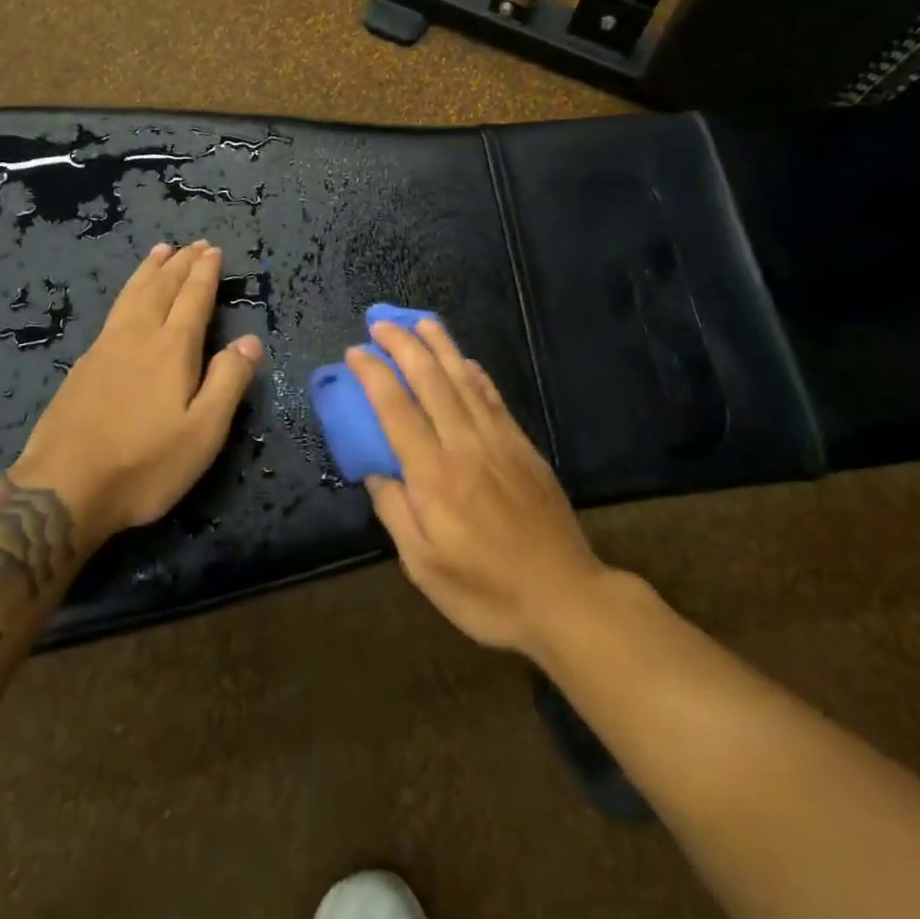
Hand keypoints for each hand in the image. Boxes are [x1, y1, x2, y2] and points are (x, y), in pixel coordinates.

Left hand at [12, 241, 262, 542]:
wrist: (63, 490)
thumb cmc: (144, 464)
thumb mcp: (203, 432)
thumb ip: (228, 381)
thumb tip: (250, 340)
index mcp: (171, 349)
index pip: (193, 299)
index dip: (205, 273)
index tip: (213, 250)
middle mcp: (138, 337)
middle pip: (161, 288)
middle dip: (181, 264)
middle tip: (194, 244)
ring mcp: (105, 349)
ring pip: (132, 295)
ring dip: (150, 270)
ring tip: (161, 251)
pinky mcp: (83, 366)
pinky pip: (114, 311)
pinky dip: (129, 291)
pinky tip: (128, 299)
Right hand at [351, 319, 607, 657]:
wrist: (565, 597)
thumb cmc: (485, 592)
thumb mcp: (423, 566)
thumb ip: (395, 511)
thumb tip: (374, 470)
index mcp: (434, 477)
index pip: (396, 409)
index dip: (373, 375)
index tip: (355, 352)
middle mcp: (465, 446)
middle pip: (431, 381)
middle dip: (403, 345)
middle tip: (381, 323)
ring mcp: (499, 442)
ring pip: (465, 380)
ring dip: (440, 346)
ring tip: (420, 320)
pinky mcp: (524, 447)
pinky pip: (494, 398)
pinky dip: (476, 373)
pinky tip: (465, 360)